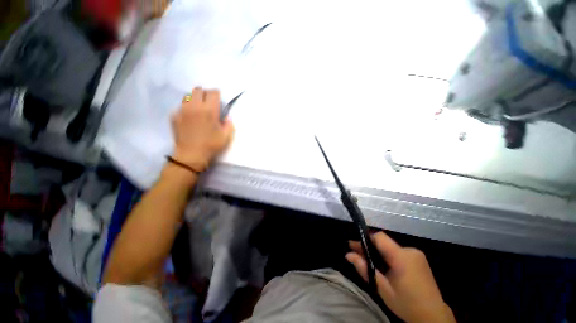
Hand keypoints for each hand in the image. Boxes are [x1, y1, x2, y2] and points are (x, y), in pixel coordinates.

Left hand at [171, 87, 234, 170]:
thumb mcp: (226, 136)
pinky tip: (189, 119)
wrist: (191, 155)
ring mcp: (182, 110)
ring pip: (187, 96)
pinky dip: (186, 109)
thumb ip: (229, 124)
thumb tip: (227, 117)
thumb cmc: (211, 145)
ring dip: (194, 99)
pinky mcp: (174, 116)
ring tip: (198, 109)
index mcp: (209, 110)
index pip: (213, 92)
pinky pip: (181, 107)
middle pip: (198, 90)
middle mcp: (195, 106)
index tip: (218, 100)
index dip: (217, 94)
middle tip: (208, 103)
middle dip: (205, 94)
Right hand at [346, 232, 455, 322]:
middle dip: (370, 246)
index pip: (379, 237)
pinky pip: (399, 251)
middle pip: (384, 242)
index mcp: (402, 257)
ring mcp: (417, 254)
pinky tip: (384, 266)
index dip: (365, 239)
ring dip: (379, 251)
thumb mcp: (382, 289)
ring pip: (390, 246)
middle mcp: (410, 250)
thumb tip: (348, 254)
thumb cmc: (406, 304)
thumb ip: (364, 269)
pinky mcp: (420, 258)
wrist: (433, 316)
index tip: (354, 246)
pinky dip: (388, 255)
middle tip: (357, 253)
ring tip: (369, 261)